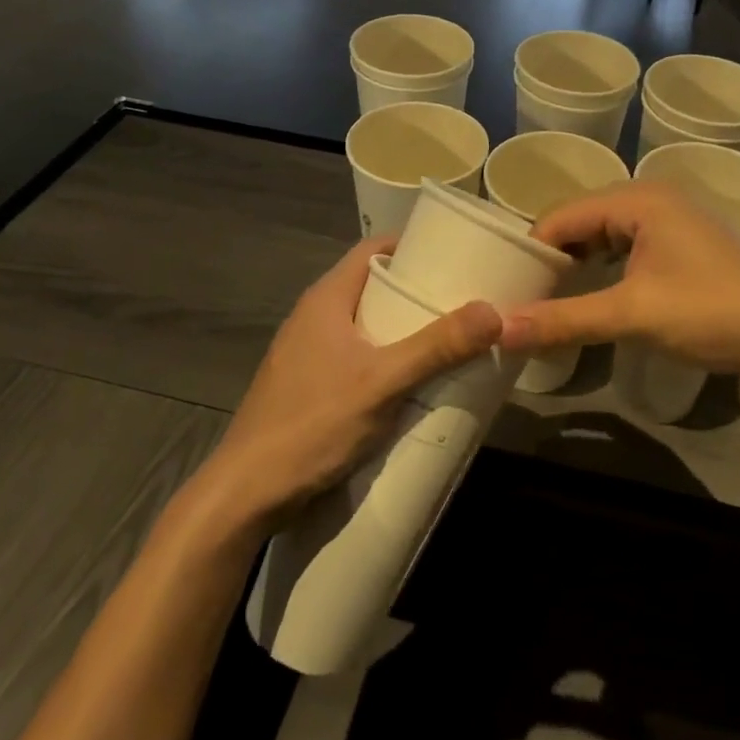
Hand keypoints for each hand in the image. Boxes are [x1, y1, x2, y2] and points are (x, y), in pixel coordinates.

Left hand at [194, 238, 501, 531]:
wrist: (245, 494)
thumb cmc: (311, 424)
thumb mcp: (382, 383)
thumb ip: (436, 347)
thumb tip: (494, 311)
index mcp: (327, 298)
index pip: (374, 249)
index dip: (415, 244)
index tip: (457, 254)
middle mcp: (315, 316)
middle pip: (374, 286)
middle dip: (418, 290)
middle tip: (465, 300)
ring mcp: (309, 352)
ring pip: (367, 324)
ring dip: (405, 328)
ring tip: (451, 338)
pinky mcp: (310, 384)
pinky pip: (358, 355)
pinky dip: (389, 357)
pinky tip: (415, 380)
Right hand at [498, 181, 739, 383]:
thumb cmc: (714, 313)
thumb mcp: (633, 315)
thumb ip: (563, 320)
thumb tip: (498, 330)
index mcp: (637, 199)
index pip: (560, 216)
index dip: (529, 252)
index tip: (502, 290)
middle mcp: (651, 199)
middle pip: (580, 223)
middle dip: (550, 260)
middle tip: (519, 300)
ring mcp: (671, 222)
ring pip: (603, 238)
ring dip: (576, 268)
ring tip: (546, 304)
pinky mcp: (683, 247)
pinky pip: (626, 250)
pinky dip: (603, 273)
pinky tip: (591, 300)